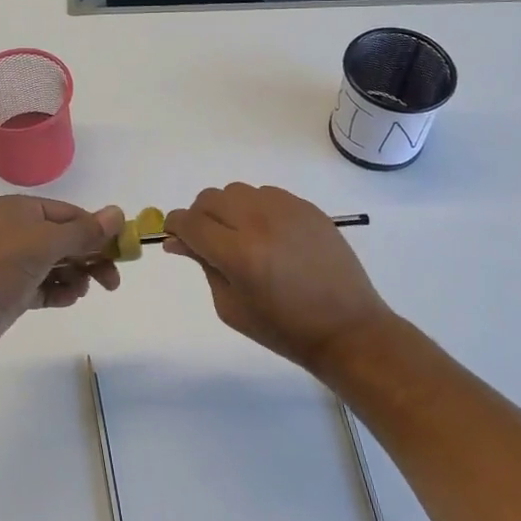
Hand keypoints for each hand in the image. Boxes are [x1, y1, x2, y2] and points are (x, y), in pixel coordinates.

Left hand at [0, 197, 122, 357]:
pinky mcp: (11, 289)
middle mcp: (15, 230)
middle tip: (113, 280)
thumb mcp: (47, 243)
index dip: (95, 230)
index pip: (68, 213)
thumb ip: (85, 231)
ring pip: (56, 264)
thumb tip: (118, 213)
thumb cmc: (4, 265)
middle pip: (65, 240)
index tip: (121, 249)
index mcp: (19, 209)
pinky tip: (69, 298)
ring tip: (82, 290)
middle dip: (90, 258)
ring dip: (75, 276)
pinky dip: (59, 290)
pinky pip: (44, 285)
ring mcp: (12, 261)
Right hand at [164, 184, 391, 377]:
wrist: (347, 328)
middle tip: (207, 241)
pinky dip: (255, 208)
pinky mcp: (307, 207)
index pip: (190, 222)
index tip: (174, 236)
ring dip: (228, 210)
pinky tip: (267, 234)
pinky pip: (266, 194)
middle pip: (210, 199)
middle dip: (199, 217)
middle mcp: (260, 222)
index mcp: (239, 254)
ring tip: (240, 236)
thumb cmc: (283, 329)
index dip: (175, 226)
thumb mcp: (231, 307)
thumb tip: (177, 241)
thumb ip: (203, 266)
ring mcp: (286, 210)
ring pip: (237, 191)